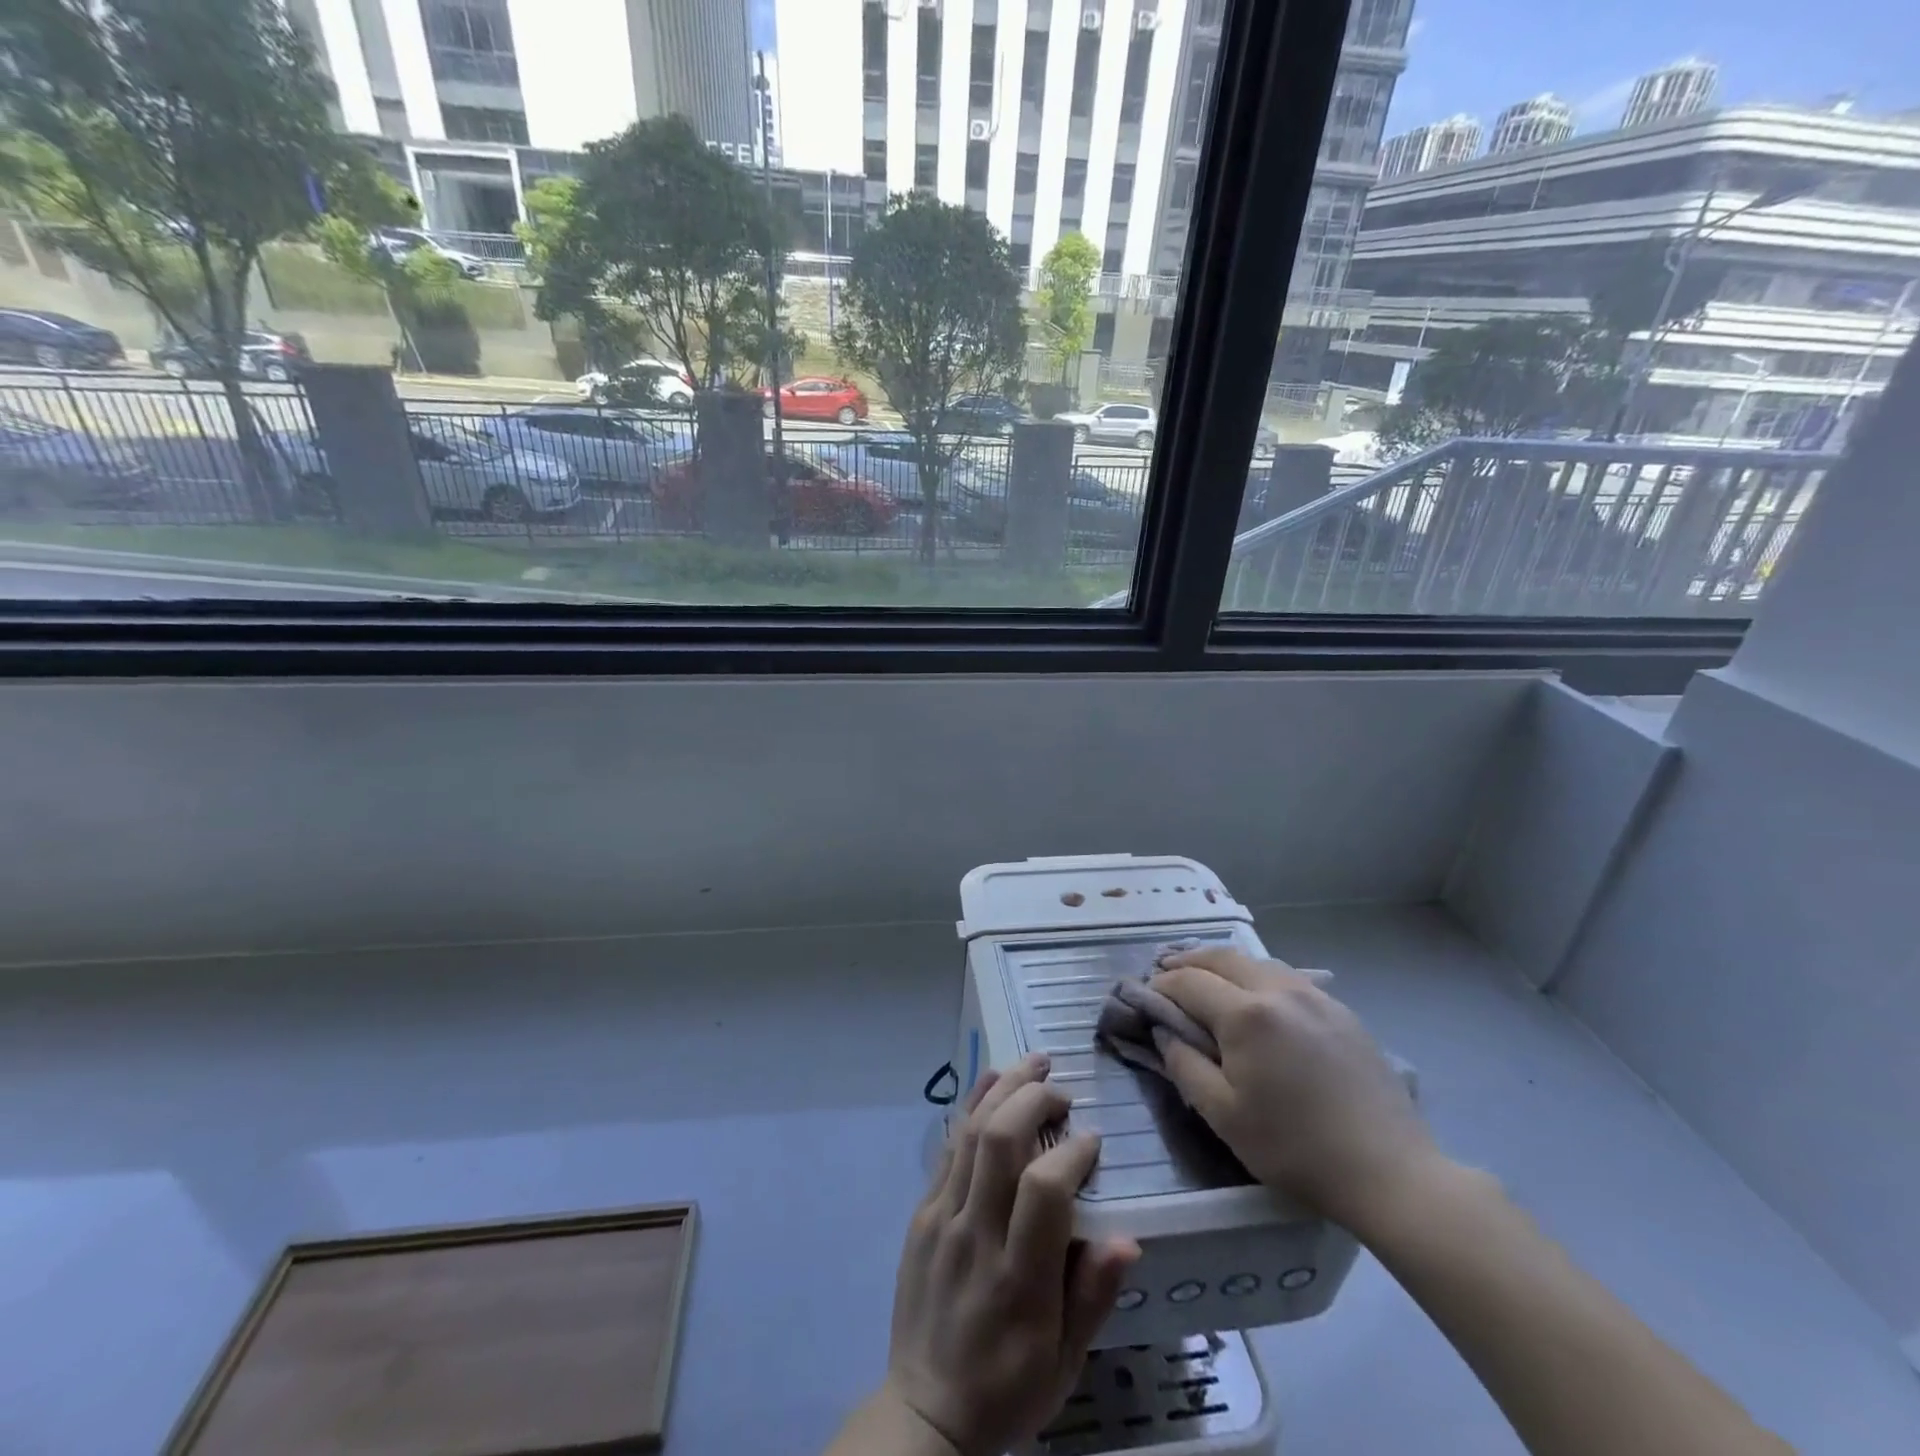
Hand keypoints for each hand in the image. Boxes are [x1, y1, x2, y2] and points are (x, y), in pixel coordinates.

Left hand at [880, 1055, 1139, 1455]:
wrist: (925, 1411)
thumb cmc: (1008, 1388)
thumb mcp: (1066, 1363)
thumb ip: (1094, 1296)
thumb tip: (1129, 1238)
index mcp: (1018, 1279)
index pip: (1044, 1190)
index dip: (1072, 1152)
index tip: (1093, 1140)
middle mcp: (975, 1236)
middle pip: (1000, 1142)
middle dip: (1034, 1100)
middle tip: (1063, 1090)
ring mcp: (942, 1218)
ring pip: (971, 1133)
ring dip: (1004, 1089)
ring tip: (1034, 1062)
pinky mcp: (922, 1212)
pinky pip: (948, 1147)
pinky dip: (972, 1105)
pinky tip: (992, 1080)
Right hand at [1150, 948, 1436, 1234]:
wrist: (1390, 1173)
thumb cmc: (1296, 1149)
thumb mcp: (1224, 1116)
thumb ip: (1184, 1065)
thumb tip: (1165, 1032)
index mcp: (1245, 1015)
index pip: (1188, 982)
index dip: (1161, 986)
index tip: (1144, 996)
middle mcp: (1278, 990)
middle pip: (1222, 957)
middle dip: (1188, 961)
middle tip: (1165, 971)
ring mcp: (1315, 996)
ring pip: (1257, 962)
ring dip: (1224, 964)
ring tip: (1206, 977)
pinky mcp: (1342, 1011)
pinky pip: (1288, 978)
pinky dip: (1258, 976)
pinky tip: (1257, 997)